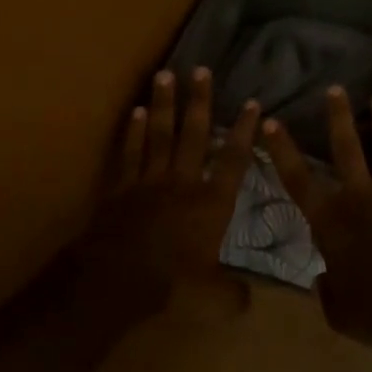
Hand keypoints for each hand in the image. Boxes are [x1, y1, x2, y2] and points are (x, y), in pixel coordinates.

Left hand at [82, 67, 260, 313]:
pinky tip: (134, 111)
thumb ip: (232, 294)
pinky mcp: (123, 186)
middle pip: (194, 134)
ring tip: (165, 74)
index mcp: (211, 203)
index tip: (252, 103)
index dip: (244, 131)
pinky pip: (130, 152)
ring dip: (163, 104)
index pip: (234, 159)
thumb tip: (249, 302)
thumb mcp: (212, 295)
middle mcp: (184, 182)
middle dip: (199, 101)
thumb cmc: (172, 282)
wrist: (119, 276)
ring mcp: (150, 180)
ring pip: (159, 134)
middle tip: (201, 69)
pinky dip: (132, 132)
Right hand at [261, 87, 371, 344]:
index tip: (272, 122)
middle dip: (338, 116)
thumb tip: (323, 279)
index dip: (283, 149)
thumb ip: (326, 288)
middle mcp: (358, 197)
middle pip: (345, 148)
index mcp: (329, 222)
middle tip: (335, 89)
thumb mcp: (337, 310)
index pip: (298, 178)